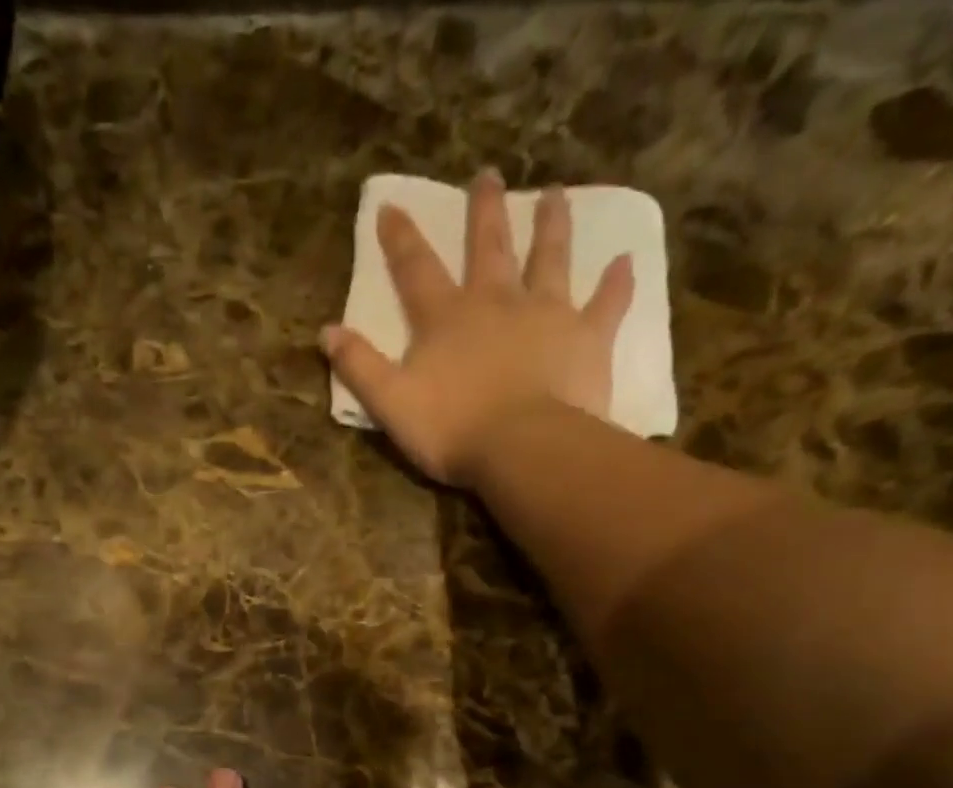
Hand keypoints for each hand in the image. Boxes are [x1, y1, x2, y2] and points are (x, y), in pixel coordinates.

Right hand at [321, 169, 634, 490]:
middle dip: (484, 211)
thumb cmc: (452, 429)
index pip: (416, 270)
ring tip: (554, 195)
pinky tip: (626, 261)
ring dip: (550, 226)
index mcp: (446, 319)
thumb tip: (326, 331)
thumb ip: (359, 367)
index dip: (400, 239)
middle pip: (488, 247)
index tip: (390, 206)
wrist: (523, 447)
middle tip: (489, 175)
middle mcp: (496, 302)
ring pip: (549, 258)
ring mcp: (546, 314)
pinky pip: (606, 303)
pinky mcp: (587, 337)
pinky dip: (616, 283)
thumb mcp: (390, 404)